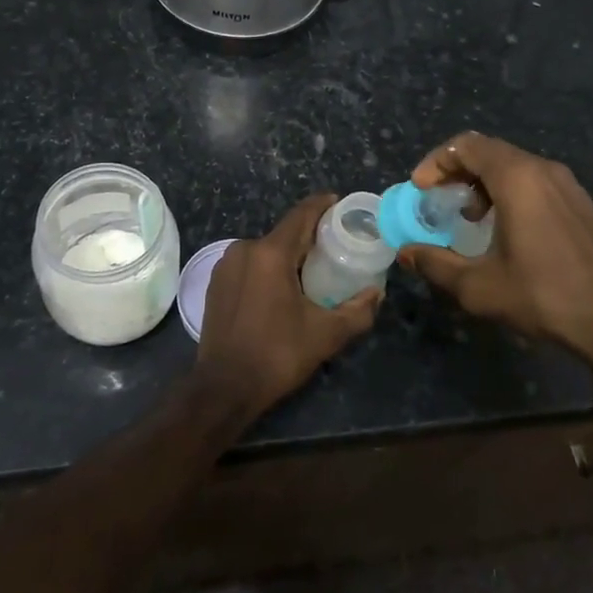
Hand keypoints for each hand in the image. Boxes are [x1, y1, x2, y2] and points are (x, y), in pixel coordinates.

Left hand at [195, 193, 382, 417]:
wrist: (223, 388)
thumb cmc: (277, 355)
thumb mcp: (326, 335)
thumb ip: (358, 311)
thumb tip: (377, 293)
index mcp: (270, 253)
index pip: (301, 214)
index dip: (323, 205)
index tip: (341, 204)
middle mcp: (244, 249)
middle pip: (284, 233)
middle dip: (310, 236)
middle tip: (336, 247)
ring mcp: (225, 266)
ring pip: (265, 250)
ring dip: (288, 255)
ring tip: (312, 271)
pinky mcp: (215, 283)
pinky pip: (249, 265)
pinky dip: (268, 269)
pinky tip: (281, 289)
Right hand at [396, 132, 592, 371]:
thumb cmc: (543, 296)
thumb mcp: (478, 286)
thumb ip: (436, 264)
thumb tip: (405, 253)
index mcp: (518, 178)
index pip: (466, 145)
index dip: (436, 162)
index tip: (419, 189)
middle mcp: (543, 170)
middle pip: (489, 151)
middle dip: (456, 171)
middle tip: (436, 199)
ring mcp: (567, 185)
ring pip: (513, 165)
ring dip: (483, 182)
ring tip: (469, 217)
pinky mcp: (580, 204)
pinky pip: (534, 181)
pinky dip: (508, 191)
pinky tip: (504, 228)